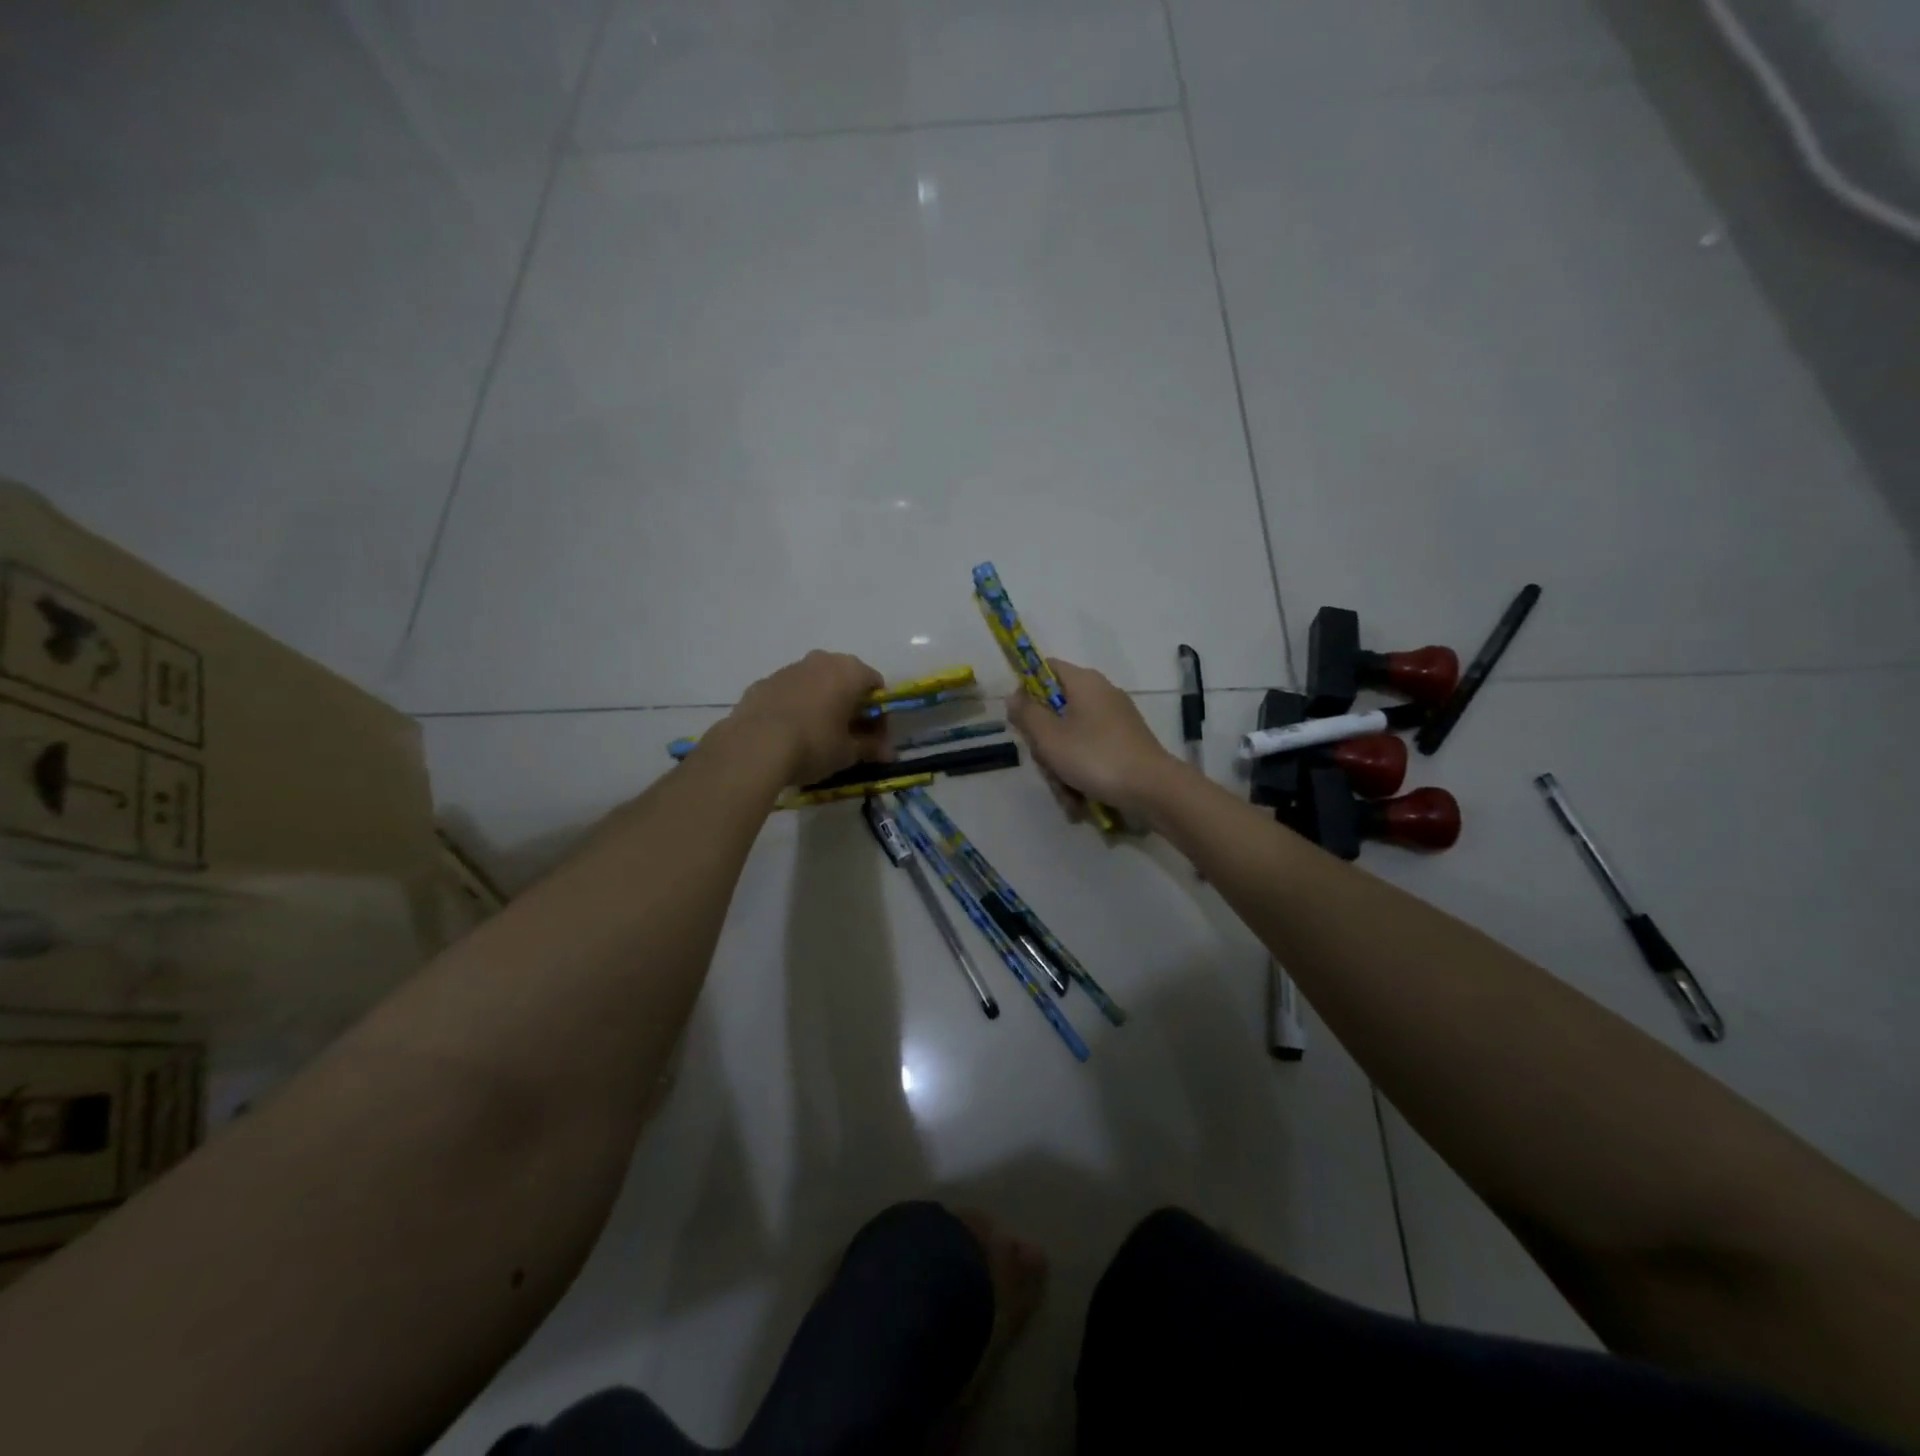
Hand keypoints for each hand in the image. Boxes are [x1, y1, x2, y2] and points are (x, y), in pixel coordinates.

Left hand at [718, 650, 889, 786]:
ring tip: (816, 737)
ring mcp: (788, 669)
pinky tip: (789, 734)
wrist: (754, 747)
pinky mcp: (762, 683)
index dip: (879, 714)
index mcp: (849, 671)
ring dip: (822, 704)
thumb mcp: (848, 753)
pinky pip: (788, 693)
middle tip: (848, 736)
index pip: (876, 687)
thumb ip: (871, 748)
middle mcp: (821, 661)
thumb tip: (888, 754)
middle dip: (850, 705)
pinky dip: (794, 708)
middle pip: (845, 680)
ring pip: (815, 684)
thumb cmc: (814, 744)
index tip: (874, 738)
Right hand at [1007, 660, 1179, 820]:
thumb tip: (1014, 695)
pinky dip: (1081, 774)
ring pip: (1071, 737)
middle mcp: (1101, 694)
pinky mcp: (1124, 744)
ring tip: (1066, 793)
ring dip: (1061, 767)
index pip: (1045, 668)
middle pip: (1056, 709)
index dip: (1026, 689)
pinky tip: (1079, 800)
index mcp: (1083, 682)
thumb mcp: (1050, 737)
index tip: (1020, 719)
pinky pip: (1090, 752)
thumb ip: (1026, 714)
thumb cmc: (1095, 757)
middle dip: (1045, 743)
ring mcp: (1115, 720)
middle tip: (1045, 764)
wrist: (1153, 789)